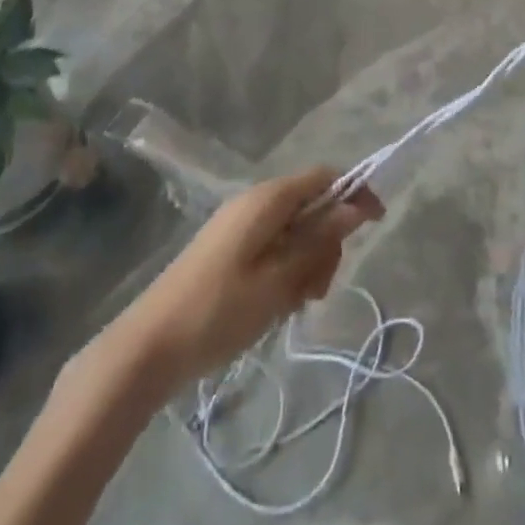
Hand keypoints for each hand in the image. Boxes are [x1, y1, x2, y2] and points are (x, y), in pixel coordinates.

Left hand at [105, 166, 382, 388]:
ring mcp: (239, 225)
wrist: (148, 347)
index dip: (354, 193)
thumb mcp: (279, 279)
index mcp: (267, 199)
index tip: (376, 225)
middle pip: (312, 206)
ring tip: (296, 304)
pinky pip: (273, 246)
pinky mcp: (229, 249)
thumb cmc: (218, 311)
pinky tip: (278, 304)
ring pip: (295, 230)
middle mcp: (254, 202)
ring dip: (307, 262)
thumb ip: (319, 240)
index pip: (324, 176)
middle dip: (327, 243)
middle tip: (317, 290)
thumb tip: (356, 206)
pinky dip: (286, 270)